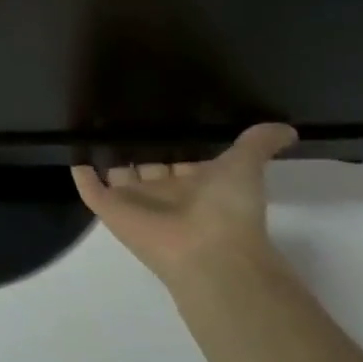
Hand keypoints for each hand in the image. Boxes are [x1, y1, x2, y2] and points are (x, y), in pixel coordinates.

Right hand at [71, 123, 297, 288]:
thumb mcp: (246, 166)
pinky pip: (90, 189)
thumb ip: (259, 143)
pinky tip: (72, 150)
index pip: (176, 154)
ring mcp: (135, 202)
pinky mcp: (110, 210)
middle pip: (144, 164)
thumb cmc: (229, 210)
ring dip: (105, 154)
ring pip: (116, 175)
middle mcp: (164, 193)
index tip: (154, 107)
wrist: (210, 254)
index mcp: (193, 182)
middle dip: (133, 142)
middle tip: (117, 108)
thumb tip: (289, 128)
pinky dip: (80, 173)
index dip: (168, 136)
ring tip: (88, 121)